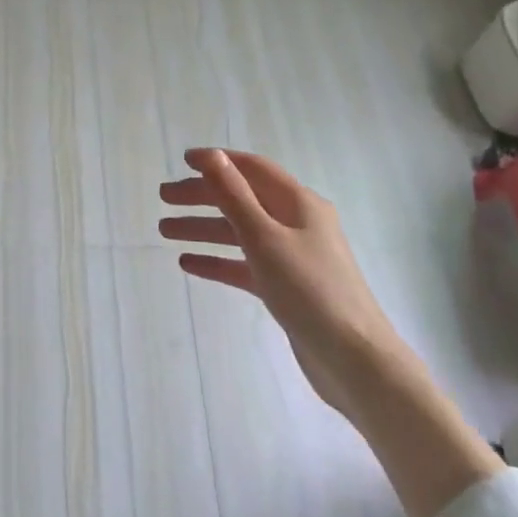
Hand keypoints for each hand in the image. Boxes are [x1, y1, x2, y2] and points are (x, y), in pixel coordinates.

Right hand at [160, 148, 398, 409]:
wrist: (354, 361)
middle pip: (242, 199)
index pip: (252, 169)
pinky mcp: (287, 287)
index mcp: (299, 203)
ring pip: (240, 232)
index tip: (182, 161)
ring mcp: (293, 256)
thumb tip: (213, 155)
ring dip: (204, 228)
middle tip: (164, 198)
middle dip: (202, 196)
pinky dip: (218, 260)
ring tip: (165, 230)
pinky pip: (245, 265)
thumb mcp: (265, 238)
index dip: (218, 161)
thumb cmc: (309, 290)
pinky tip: (188, 264)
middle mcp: (297, 223)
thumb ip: (234, 196)